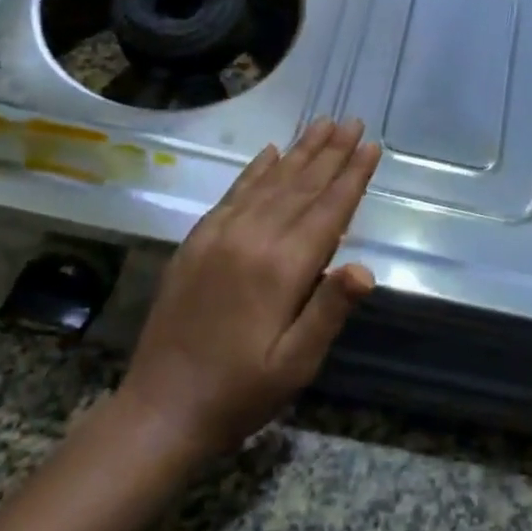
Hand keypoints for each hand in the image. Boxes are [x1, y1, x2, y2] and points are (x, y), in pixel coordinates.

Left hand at [117, 118, 380, 460]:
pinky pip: (233, 194)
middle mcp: (251, 238)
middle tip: (352, 120)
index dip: (352, 175)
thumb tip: (366, 268)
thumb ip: (329, 311)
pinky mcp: (196, 241)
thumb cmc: (240, 393)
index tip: (371, 144)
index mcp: (282, 268)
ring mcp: (219, 235)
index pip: (328, 209)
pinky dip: (255, 170)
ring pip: (269, 182)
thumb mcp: (295, 365)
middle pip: (301, 185)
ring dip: (299, 151)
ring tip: (322, 123)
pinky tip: (270, 151)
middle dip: (331, 151)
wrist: (160, 409)